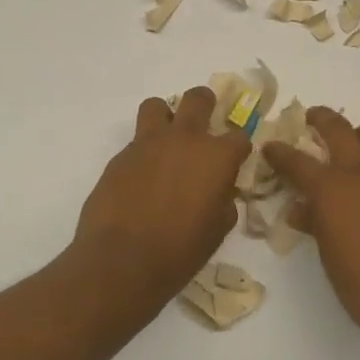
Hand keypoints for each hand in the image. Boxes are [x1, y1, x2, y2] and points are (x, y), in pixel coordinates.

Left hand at [72, 87, 249, 306]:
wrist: (121, 261)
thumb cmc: (180, 251)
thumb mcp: (217, 230)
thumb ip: (224, 200)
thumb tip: (220, 191)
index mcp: (216, 157)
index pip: (240, 135)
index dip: (239, 147)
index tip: (235, 159)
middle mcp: (184, 139)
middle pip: (199, 98)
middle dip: (206, 105)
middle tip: (204, 123)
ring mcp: (148, 144)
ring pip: (157, 106)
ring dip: (166, 117)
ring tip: (166, 142)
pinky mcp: (119, 156)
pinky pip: (136, 141)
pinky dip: (143, 152)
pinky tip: (141, 178)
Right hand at [265, 108, 359, 337]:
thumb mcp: (328, 255)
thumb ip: (314, 223)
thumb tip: (301, 209)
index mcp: (332, 189)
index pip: (297, 161)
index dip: (280, 152)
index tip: (270, 145)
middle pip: (339, 129)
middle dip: (322, 119)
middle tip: (312, 119)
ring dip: (359, 133)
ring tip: (351, 145)